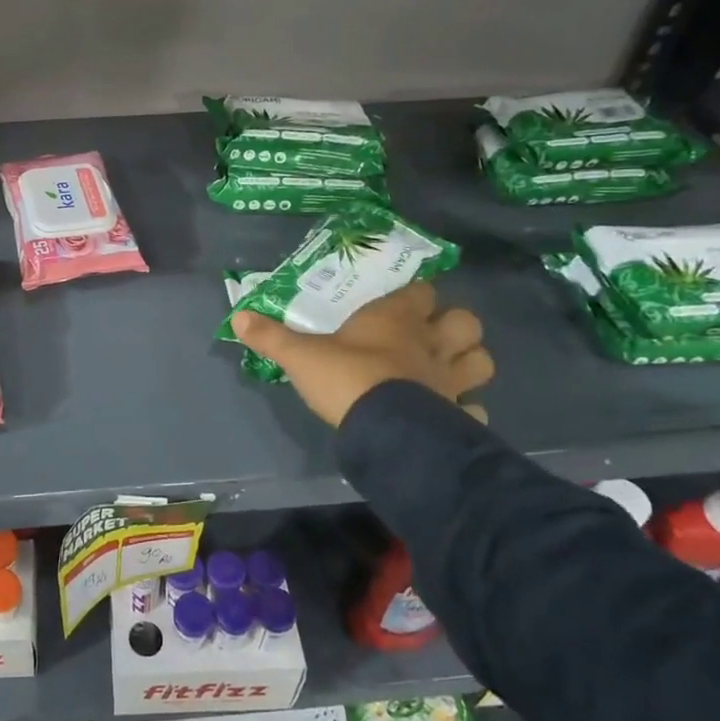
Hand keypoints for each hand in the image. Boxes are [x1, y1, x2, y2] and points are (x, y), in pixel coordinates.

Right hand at [231, 282, 493, 429]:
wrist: (384, 429)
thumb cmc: (345, 378)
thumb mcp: (299, 356)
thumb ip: (271, 336)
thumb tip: (237, 317)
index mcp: (396, 319)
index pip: (422, 291)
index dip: (417, 295)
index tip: (405, 300)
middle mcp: (431, 343)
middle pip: (467, 322)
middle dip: (455, 326)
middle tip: (433, 336)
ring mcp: (450, 380)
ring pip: (482, 362)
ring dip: (470, 363)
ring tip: (449, 371)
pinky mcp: (458, 415)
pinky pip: (476, 411)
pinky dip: (468, 412)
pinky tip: (452, 416)